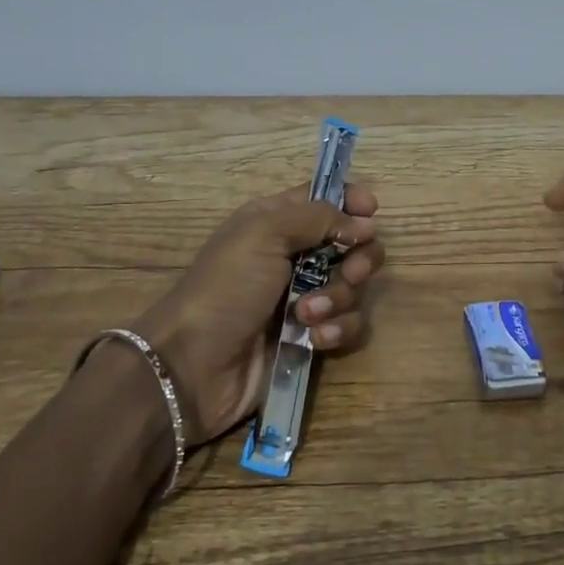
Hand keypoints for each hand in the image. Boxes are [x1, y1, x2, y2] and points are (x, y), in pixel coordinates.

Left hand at [138, 183, 383, 445]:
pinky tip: (316, 339)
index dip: (351, 202)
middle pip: (353, 244)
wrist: (193, 365)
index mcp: (278, 222)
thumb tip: (365, 225)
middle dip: (359, 258)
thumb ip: (319, 217)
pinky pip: (348, 325)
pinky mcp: (312, 336)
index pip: (326, 198)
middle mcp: (295, 256)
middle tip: (349, 271)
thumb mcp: (265, 233)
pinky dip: (338, 330)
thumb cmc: (225, 288)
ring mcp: (305, 298)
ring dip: (339, 299)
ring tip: (307, 315)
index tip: (369, 212)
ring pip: (354, 288)